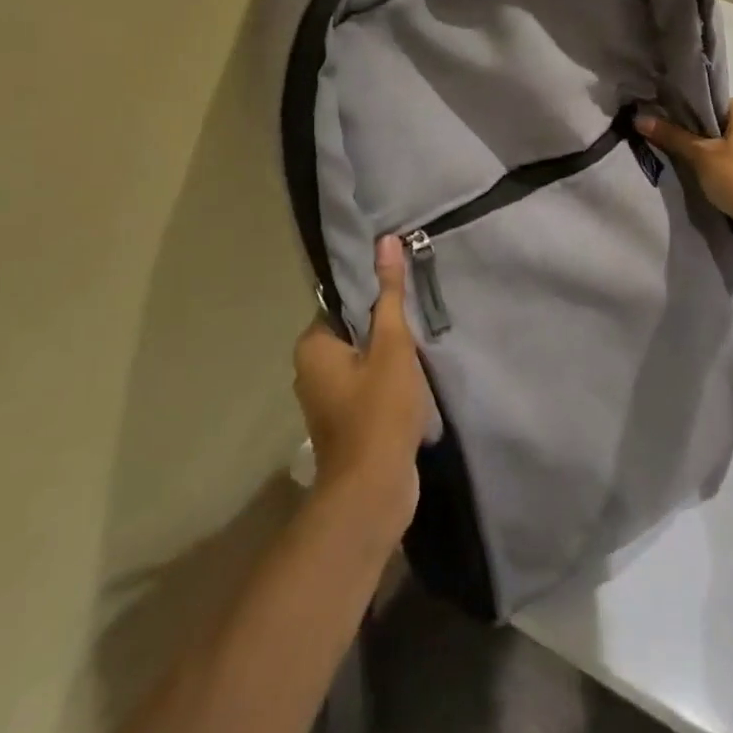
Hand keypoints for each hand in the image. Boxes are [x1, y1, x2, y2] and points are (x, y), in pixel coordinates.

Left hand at [293, 236, 432, 541]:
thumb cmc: (380, 410)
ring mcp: (326, 400)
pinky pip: (367, 386)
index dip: (375, 296)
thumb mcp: (392, 344)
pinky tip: (414, 382)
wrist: (373, 491)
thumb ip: (390, 294)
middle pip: (354, 331)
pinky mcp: (345, 423)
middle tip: (419, 322)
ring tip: (422, 349)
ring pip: (363, 361)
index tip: (406, 293)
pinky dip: (388, 381)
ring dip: (390, 356)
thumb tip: (386, 241)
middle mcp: (310, 371)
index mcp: (312, 346)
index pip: (343, 302)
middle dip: (386, 328)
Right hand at [635, 97, 732, 234]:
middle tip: (686, 159)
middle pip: (725, 126)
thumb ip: (673, 137)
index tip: (676, 138)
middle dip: (708, 141)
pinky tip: (729, 187)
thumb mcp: (701, 157)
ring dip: (725, 158)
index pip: (711, 106)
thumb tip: (639, 118)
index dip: (691, 121)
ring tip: (705, 177)